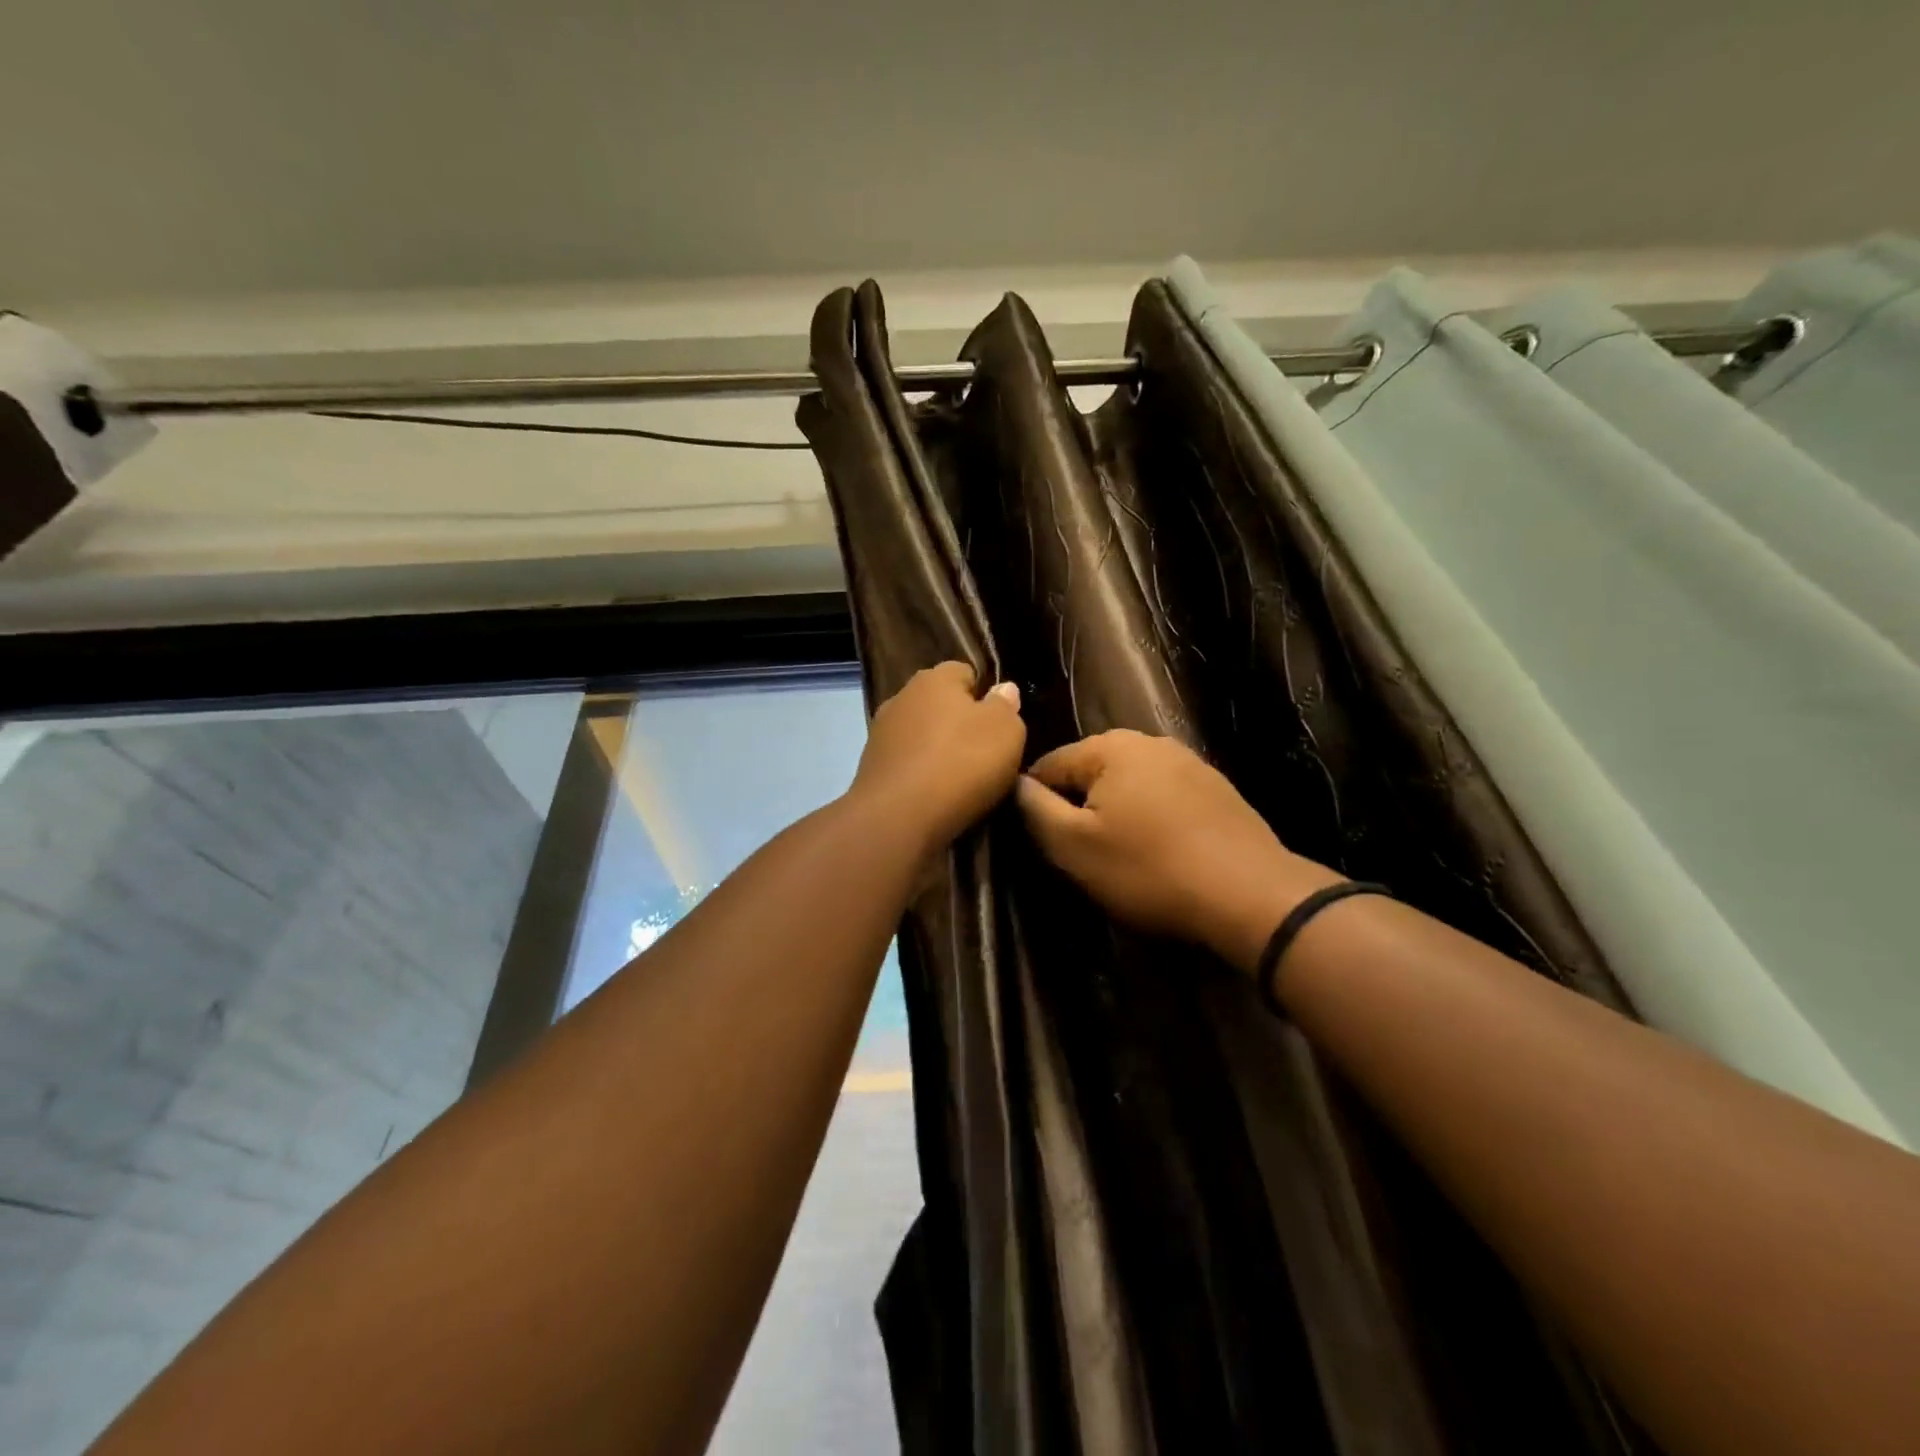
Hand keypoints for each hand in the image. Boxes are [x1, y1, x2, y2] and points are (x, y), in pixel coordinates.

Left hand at [850, 662, 1026, 857]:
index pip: (964, 672)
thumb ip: (1006, 707)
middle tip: (984, 754)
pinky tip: (935, 796)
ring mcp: (881, 733)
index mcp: (934, 678)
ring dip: (937, 751)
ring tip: (960, 780)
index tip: (999, 723)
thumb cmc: (961, 763)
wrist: (898, 817)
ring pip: (920, 735)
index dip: (984, 694)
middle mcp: (902, 697)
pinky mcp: (870, 768)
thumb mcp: (1006, 732)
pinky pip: (907, 764)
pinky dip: (920, 775)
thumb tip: (1002, 690)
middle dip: (959, 724)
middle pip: (939, 704)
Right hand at [1017, 730, 1340, 972]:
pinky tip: (1160, 851)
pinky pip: (1164, 797)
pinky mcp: (1217, 788)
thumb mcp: (1074, 846)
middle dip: (1079, 807)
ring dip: (1116, 813)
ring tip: (1121, 856)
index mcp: (1110, 747)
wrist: (1249, 894)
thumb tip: (1016, 783)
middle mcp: (1149, 741)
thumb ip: (1035, 809)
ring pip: (1129, 784)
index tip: (1041, 842)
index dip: (1035, 803)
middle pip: (1091, 772)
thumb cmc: (1148, 868)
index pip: (1049, 765)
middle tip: (1081, 854)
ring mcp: (1189, 761)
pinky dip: (1152, 818)